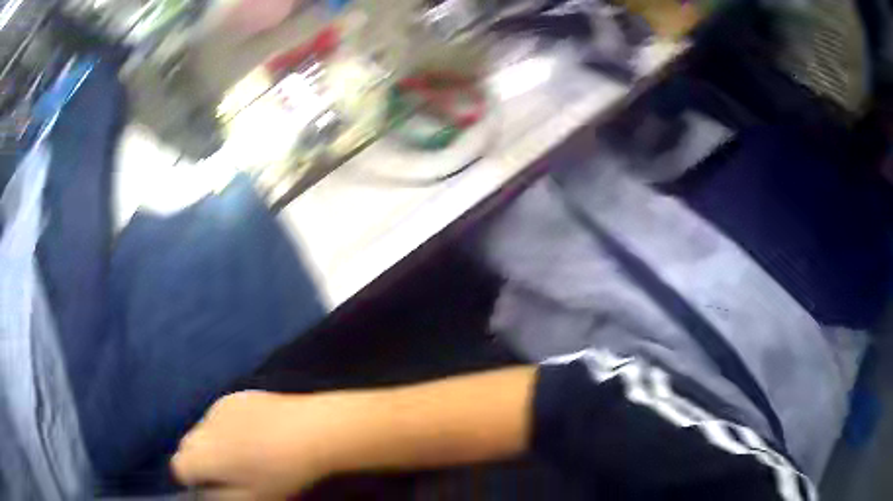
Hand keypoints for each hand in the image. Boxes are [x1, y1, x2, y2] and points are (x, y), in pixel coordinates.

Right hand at [172, 391, 336, 499]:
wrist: (312, 431)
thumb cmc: (282, 474)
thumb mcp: (253, 498)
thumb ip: (219, 497)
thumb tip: (204, 492)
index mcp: (204, 455)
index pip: (179, 466)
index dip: (191, 479)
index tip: (208, 485)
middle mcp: (203, 427)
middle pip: (187, 446)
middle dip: (199, 460)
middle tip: (225, 473)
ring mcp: (218, 407)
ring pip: (202, 429)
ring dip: (212, 443)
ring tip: (241, 453)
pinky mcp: (235, 396)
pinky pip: (219, 415)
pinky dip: (225, 426)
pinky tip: (253, 433)